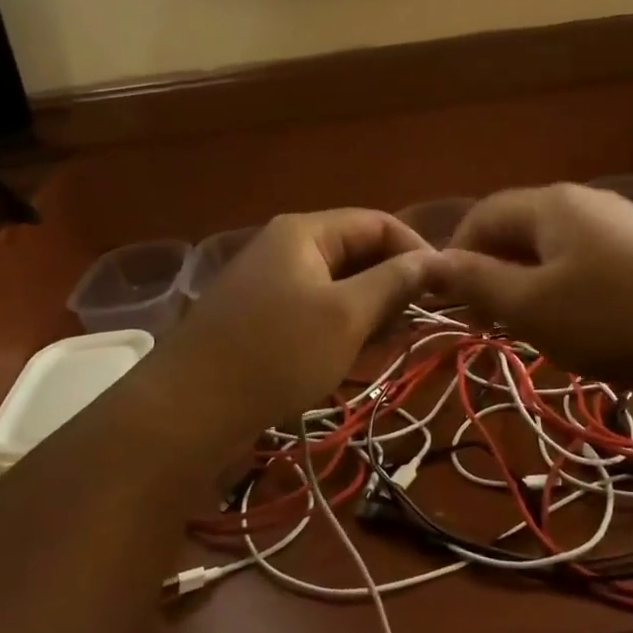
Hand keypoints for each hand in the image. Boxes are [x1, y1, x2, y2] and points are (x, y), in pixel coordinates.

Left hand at [151, 209, 434, 435]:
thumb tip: (434, 259)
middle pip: (356, 251)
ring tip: (390, 342)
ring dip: (369, 308)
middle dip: (393, 282)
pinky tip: (355, 354)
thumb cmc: (276, 353)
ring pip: (338, 284)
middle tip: (419, 321)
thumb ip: (393, 282)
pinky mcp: (261, 317)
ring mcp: (270, 283)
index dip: (416, 249)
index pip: (377, 222)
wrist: (188, 409)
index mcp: (305, 232)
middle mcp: (286, 247)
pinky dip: (341, 325)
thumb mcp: (346, 316)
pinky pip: (315, 309)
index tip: (445, 288)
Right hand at [432, 184, 632, 386]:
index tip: (453, 303)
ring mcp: (624, 223)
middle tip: (493, 323)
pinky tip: (587, 324)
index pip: (483, 215)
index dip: (456, 255)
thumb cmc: (615, 317)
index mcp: (551, 204)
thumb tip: (430, 262)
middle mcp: (586, 201)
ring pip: (555, 248)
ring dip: (532, 284)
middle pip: (520, 229)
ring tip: (537, 328)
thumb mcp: (532, 307)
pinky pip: (590, 261)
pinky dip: (570, 288)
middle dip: (495, 273)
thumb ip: (476, 282)